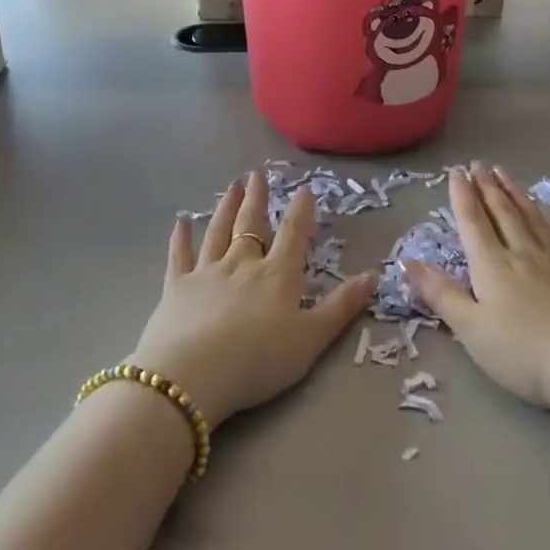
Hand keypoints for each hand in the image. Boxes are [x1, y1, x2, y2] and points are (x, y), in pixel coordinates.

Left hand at [129, 170, 376, 424]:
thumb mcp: (311, 339)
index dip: (300, 211)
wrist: (192, 376)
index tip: (303, 189)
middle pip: (252, 225)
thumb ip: (341, 307)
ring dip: (226, 208)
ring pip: (218, 231)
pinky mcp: (176, 287)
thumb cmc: (259, 360)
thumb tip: (374, 275)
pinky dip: (181, 237)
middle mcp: (242, 264)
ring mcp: (207, 272)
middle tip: (257, 174)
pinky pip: (180, 255)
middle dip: (257, 199)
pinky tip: (181, 222)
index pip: (293, 234)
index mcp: (278, 275)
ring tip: (231, 187)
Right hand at [405, 163, 549, 412]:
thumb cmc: (521, 351)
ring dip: (517, 195)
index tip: (457, 171)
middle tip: (480, 163)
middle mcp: (522, 254)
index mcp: (491, 265)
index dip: (462, 196)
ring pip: (532, 219)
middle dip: (488, 187)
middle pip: (502, 213)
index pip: (473, 222)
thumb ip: (440, 293)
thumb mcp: (469, 328)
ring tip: (506, 174)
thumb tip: (407, 262)